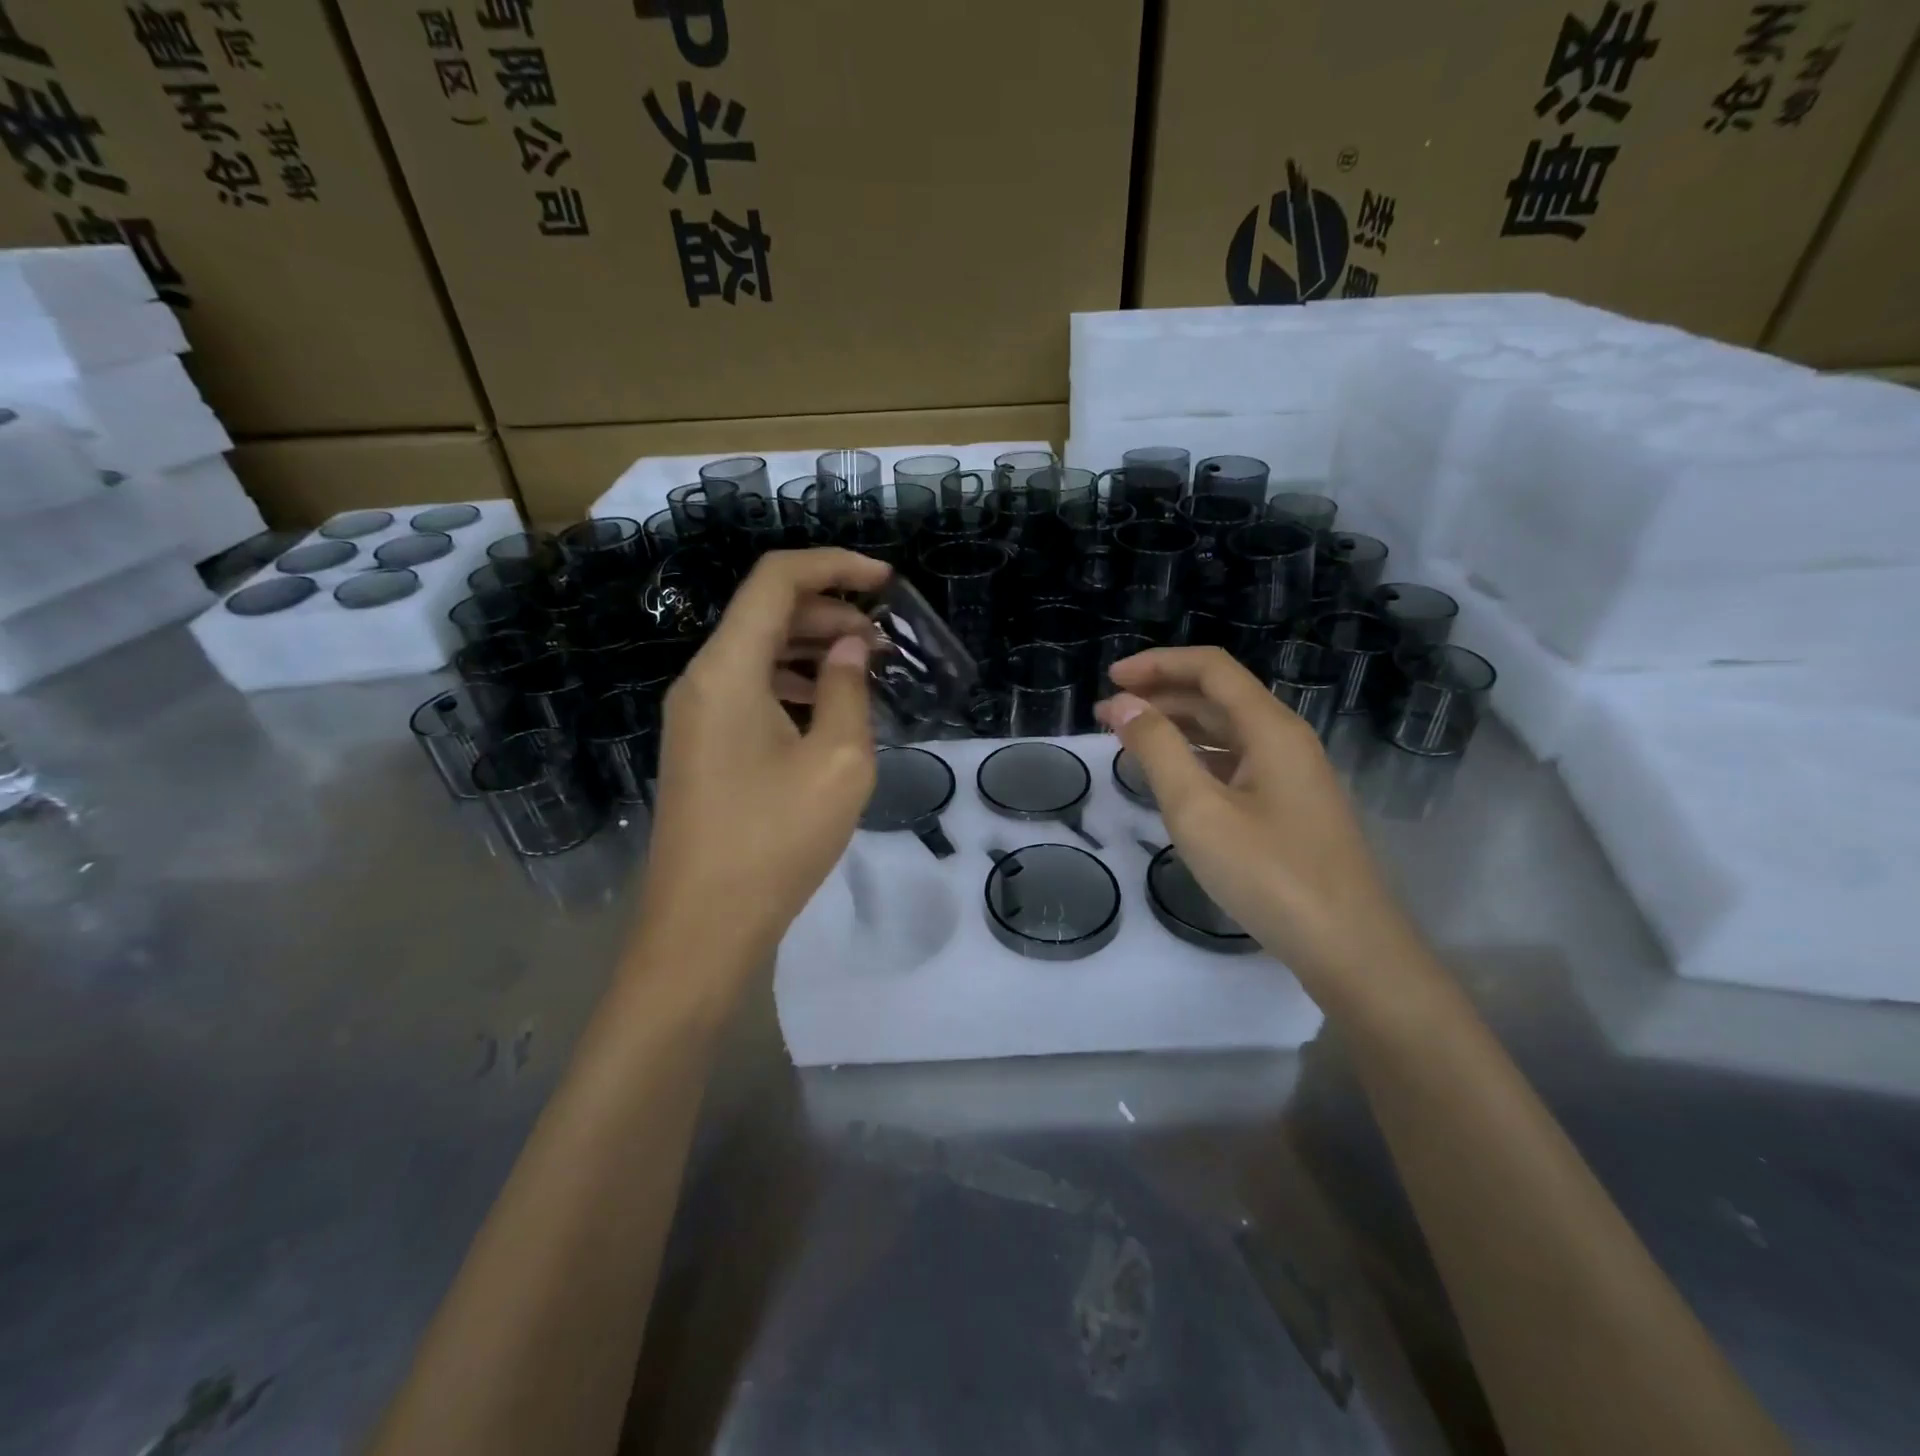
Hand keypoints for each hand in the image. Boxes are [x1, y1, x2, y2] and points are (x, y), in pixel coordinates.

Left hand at [633, 549, 887, 983]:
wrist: (702, 927)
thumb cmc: (775, 841)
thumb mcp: (837, 762)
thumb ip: (848, 689)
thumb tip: (850, 647)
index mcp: (727, 670)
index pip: (776, 580)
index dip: (834, 566)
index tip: (887, 581)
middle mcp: (701, 679)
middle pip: (766, 613)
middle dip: (831, 612)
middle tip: (886, 641)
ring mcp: (695, 714)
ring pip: (758, 652)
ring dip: (813, 649)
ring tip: (866, 670)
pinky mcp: (702, 745)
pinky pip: (750, 689)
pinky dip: (793, 683)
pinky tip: (830, 709)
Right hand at [1094, 647, 1430, 1009]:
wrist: (1349, 947)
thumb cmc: (1269, 873)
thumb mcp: (1198, 809)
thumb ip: (1157, 750)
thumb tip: (1123, 704)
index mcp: (1270, 728)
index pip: (1210, 668)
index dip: (1157, 664)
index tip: (1110, 681)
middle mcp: (1286, 740)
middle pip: (1219, 696)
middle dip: (1161, 696)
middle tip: (1109, 717)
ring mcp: (1292, 775)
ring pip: (1228, 731)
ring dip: (1178, 727)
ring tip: (1130, 742)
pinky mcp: (1291, 807)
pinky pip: (1237, 763)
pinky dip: (1197, 758)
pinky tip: (1173, 779)